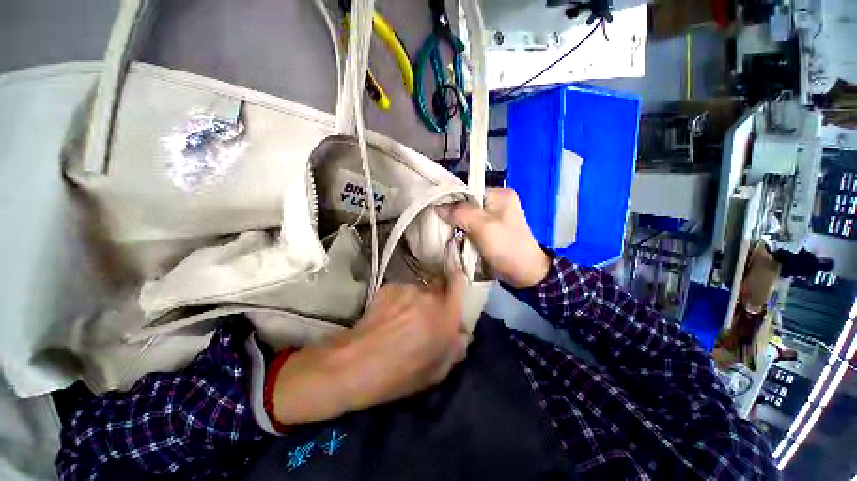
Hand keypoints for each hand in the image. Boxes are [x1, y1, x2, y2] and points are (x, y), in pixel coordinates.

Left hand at [270, 270, 467, 424]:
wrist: (356, 363)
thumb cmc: (400, 374)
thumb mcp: (435, 372)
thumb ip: (454, 349)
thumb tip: (461, 335)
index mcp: (445, 314)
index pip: (459, 282)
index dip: (458, 283)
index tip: (453, 292)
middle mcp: (429, 295)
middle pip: (439, 286)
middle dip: (437, 298)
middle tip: (426, 317)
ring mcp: (407, 289)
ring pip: (419, 289)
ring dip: (416, 301)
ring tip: (402, 320)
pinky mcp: (389, 287)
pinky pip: (401, 291)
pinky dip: (399, 300)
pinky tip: (387, 317)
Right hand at [436, 188, 549, 288]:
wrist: (524, 274)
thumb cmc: (506, 246)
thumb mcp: (483, 227)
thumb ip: (459, 213)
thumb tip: (437, 205)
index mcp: (499, 194)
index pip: (468, 190)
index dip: (451, 200)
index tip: (437, 212)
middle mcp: (496, 202)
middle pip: (466, 205)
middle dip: (454, 216)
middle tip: (443, 226)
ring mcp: (493, 218)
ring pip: (466, 218)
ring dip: (457, 227)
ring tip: (448, 235)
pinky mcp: (490, 231)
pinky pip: (470, 228)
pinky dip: (462, 234)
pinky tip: (456, 240)